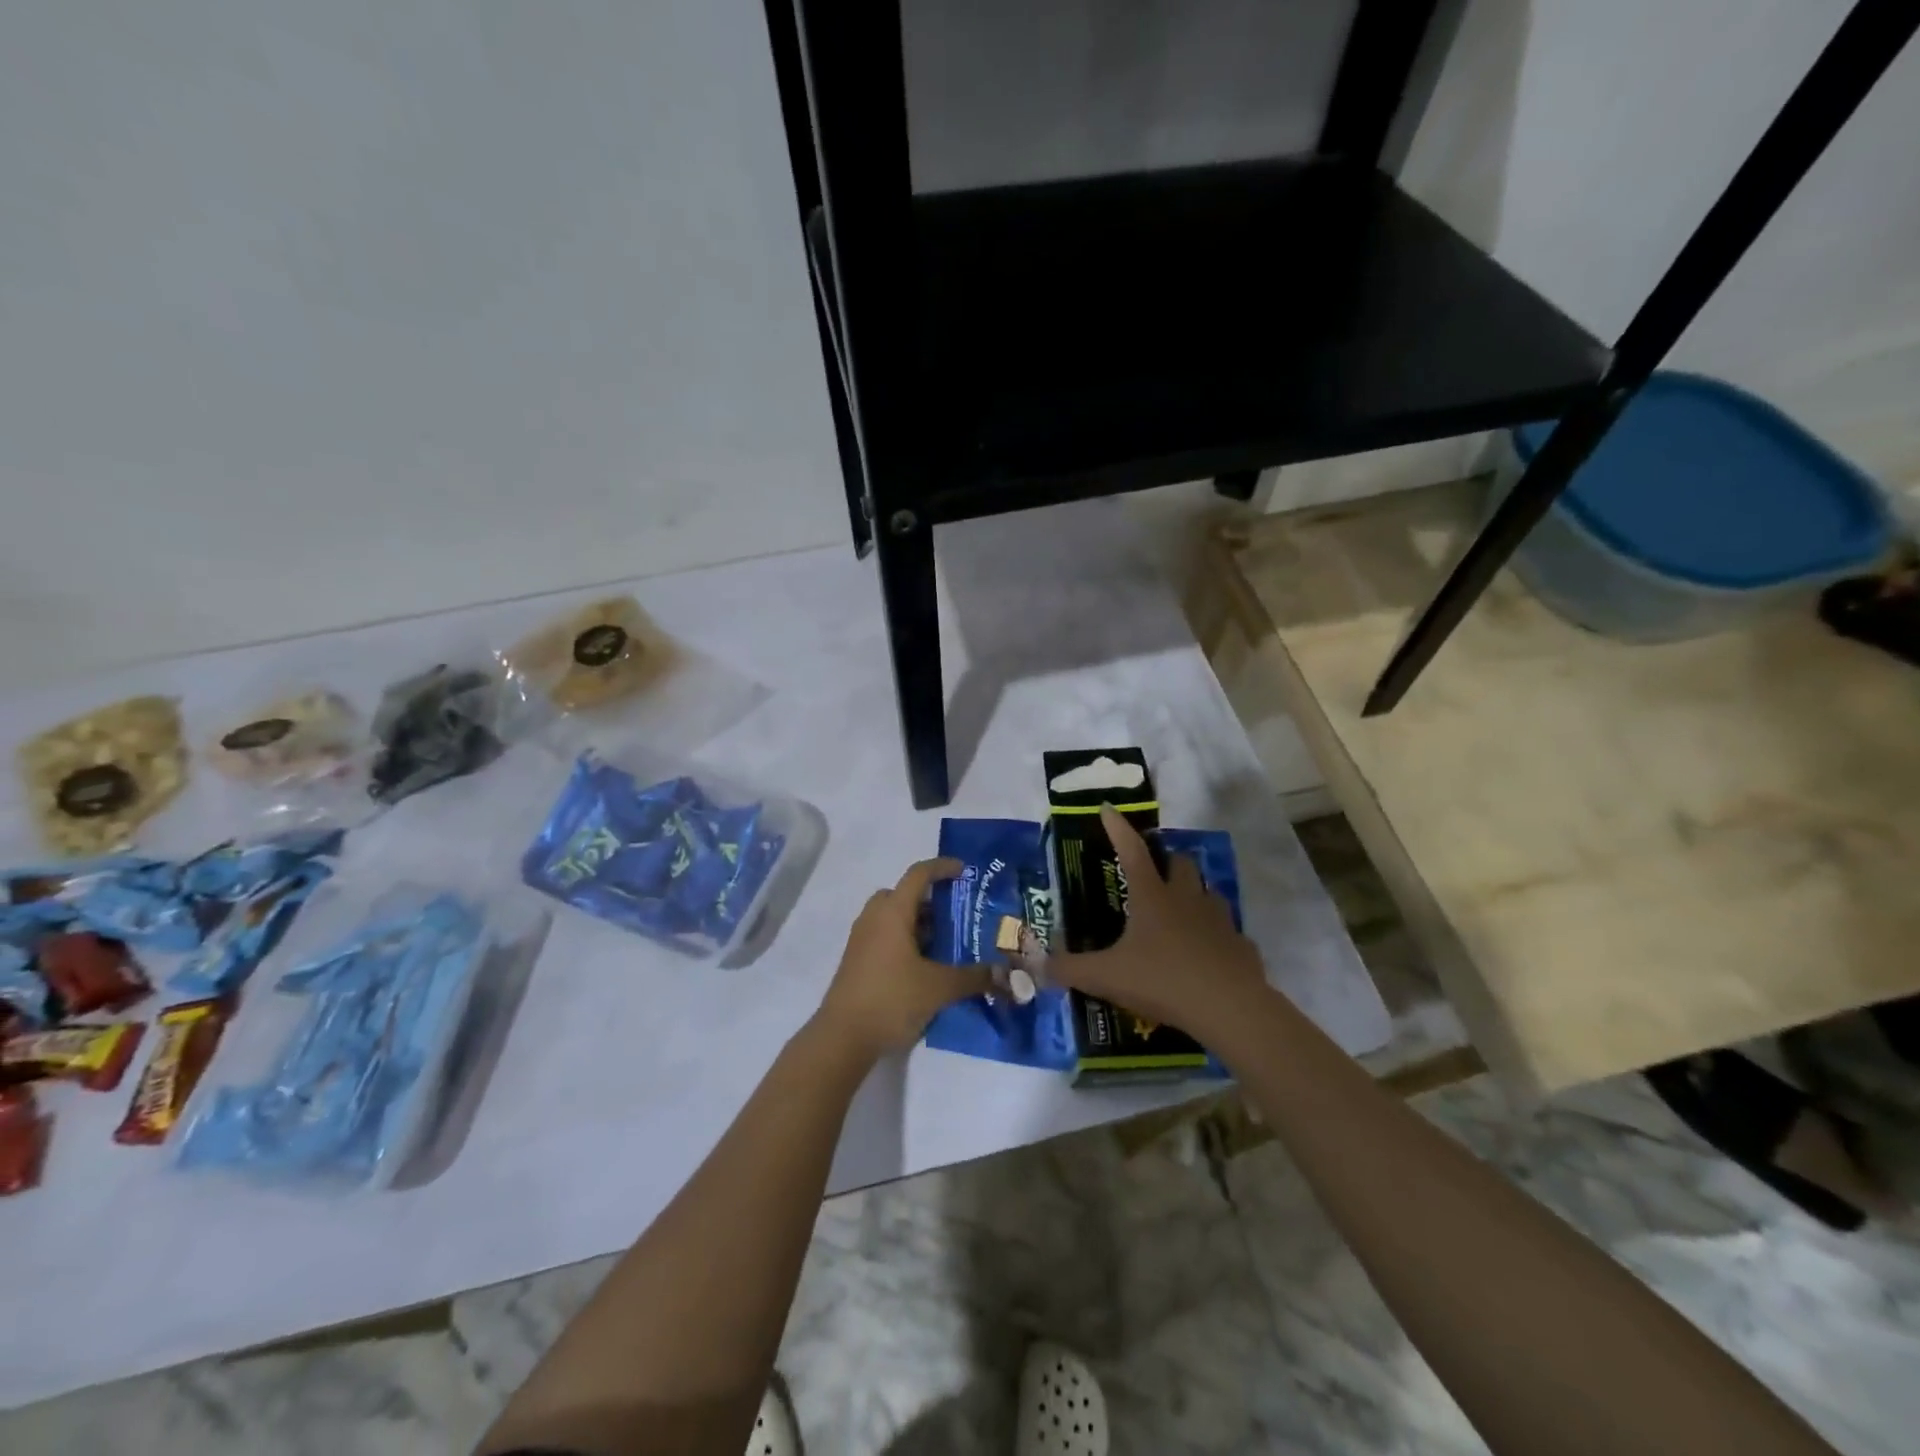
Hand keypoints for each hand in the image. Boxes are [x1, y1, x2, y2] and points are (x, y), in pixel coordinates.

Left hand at [814, 858, 994, 1060]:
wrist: (842, 1037)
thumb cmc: (892, 999)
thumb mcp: (939, 988)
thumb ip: (973, 977)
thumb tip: (1005, 973)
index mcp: (892, 912)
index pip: (918, 875)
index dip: (942, 868)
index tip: (964, 871)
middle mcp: (874, 918)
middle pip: (902, 894)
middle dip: (929, 899)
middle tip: (954, 914)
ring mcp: (861, 940)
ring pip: (892, 917)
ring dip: (917, 922)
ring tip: (945, 943)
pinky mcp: (857, 961)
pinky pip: (884, 936)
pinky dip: (905, 940)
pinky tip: (924, 967)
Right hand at [1048, 806, 1268, 1042]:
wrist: (1229, 1008)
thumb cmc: (1163, 980)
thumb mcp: (1106, 977)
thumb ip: (1070, 969)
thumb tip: (1039, 965)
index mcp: (1152, 896)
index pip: (1131, 850)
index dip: (1118, 828)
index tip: (1108, 808)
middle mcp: (1187, 899)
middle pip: (1180, 862)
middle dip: (1167, 860)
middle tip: (1153, 873)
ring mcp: (1219, 920)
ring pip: (1208, 892)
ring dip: (1194, 894)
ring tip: (1180, 911)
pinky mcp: (1240, 945)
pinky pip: (1227, 932)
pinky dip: (1215, 936)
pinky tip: (1205, 955)